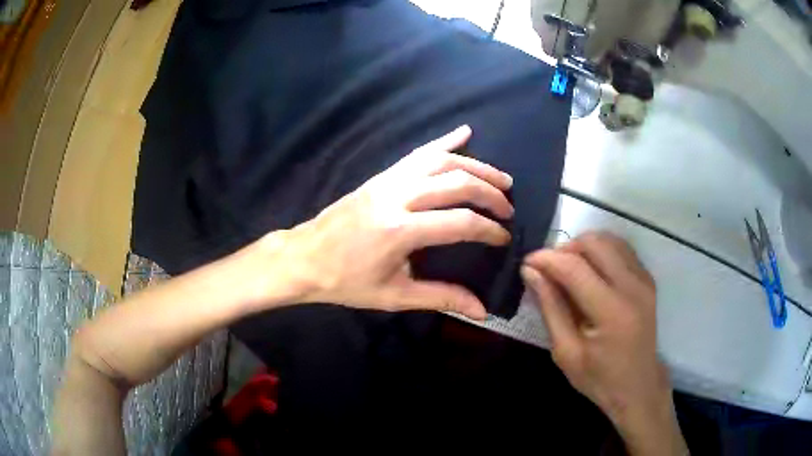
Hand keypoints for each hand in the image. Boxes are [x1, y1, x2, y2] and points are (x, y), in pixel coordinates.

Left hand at [249, 125, 512, 319]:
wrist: (305, 258)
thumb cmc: (346, 281)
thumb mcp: (394, 296)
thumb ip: (441, 298)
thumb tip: (480, 310)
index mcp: (399, 230)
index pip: (459, 222)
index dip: (488, 230)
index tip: (503, 238)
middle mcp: (396, 197)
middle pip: (456, 183)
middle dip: (489, 193)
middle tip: (508, 207)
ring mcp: (388, 180)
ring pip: (441, 162)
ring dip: (476, 166)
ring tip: (500, 177)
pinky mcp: (381, 176)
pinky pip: (417, 153)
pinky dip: (444, 141)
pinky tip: (464, 132)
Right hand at [521, 232, 687, 455]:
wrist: (638, 387)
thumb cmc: (599, 378)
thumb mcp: (566, 352)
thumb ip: (550, 308)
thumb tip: (530, 272)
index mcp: (612, 311)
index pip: (575, 268)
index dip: (546, 258)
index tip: (526, 262)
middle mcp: (632, 286)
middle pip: (594, 243)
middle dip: (565, 249)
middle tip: (549, 270)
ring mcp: (643, 280)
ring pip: (609, 240)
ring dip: (583, 248)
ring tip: (568, 271)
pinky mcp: (647, 279)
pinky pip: (621, 249)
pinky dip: (601, 253)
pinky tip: (591, 274)